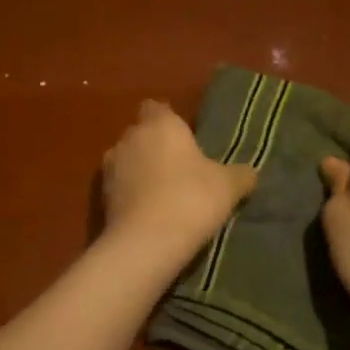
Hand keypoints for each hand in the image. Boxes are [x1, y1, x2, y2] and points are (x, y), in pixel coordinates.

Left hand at [102, 100, 257, 256]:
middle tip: (179, 168)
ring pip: (126, 160)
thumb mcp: (228, 186)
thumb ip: (240, 174)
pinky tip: (148, 212)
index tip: (184, 137)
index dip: (168, 120)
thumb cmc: (192, 199)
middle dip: (155, 146)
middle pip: (140, 134)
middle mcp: (131, 137)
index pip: (157, 108)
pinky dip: (130, 194)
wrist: (147, 241)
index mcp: (161, 124)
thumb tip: (249, 172)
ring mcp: (110, 167)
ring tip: (162, 193)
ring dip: (139, 171)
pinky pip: (119, 187)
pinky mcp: (100, 196)